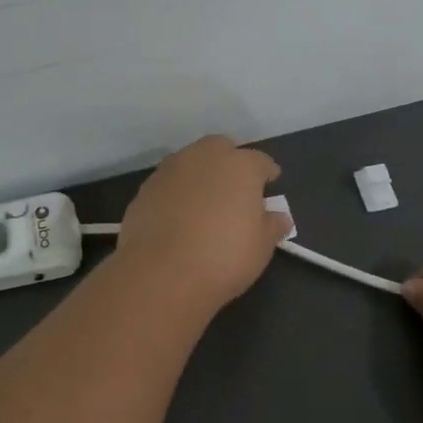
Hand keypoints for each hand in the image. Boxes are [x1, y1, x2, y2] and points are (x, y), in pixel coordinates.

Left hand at [113, 136, 292, 314]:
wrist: (161, 273)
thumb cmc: (224, 257)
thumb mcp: (261, 247)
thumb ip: (272, 225)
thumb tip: (279, 216)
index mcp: (240, 166)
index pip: (260, 161)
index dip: (266, 173)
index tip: (270, 184)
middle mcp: (203, 157)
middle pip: (220, 149)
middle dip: (229, 162)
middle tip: (234, 189)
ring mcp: (169, 170)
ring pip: (189, 162)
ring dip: (199, 175)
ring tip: (204, 202)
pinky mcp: (144, 189)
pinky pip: (167, 184)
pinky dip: (175, 193)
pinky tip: (177, 216)